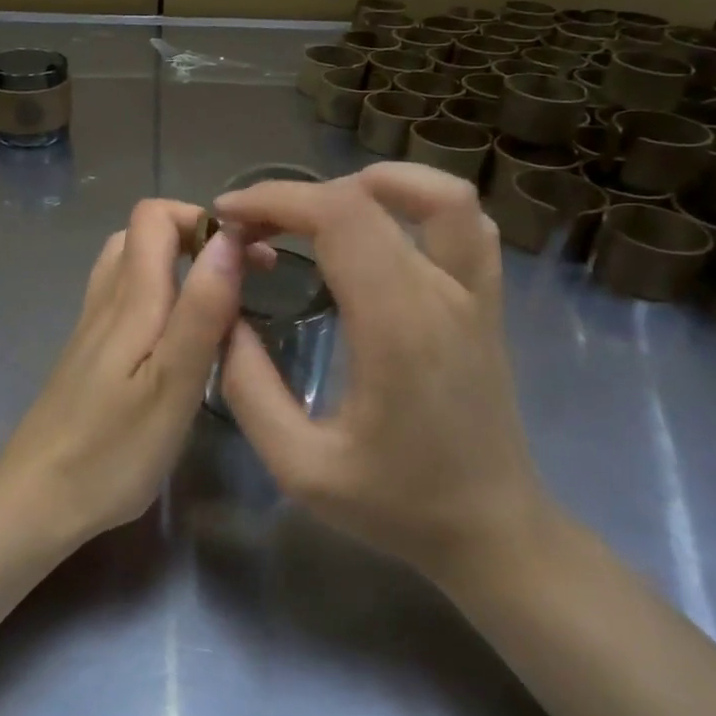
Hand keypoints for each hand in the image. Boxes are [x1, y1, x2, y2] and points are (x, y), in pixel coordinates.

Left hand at [0, 200, 250, 543]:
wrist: (37, 499)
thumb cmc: (113, 450)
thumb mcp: (173, 383)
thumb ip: (202, 309)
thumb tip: (228, 237)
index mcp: (130, 299)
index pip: (154, 216)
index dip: (202, 218)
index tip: (249, 251)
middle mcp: (106, 301)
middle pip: (141, 234)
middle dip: (195, 238)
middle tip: (239, 277)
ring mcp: (92, 328)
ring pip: (129, 266)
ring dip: (175, 265)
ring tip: (215, 301)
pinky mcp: (88, 355)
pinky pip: (123, 300)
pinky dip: (158, 295)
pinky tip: (177, 337)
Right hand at [213, 163, 549, 582]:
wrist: (491, 530)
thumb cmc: (397, 504)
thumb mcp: (300, 466)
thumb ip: (249, 388)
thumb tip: (224, 319)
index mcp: (396, 326)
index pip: (339, 217)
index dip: (276, 200)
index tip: (227, 217)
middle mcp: (442, 295)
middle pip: (371, 198)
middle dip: (298, 196)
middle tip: (252, 224)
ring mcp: (474, 295)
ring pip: (440, 196)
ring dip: (372, 184)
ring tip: (318, 211)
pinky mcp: (485, 304)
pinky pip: (467, 226)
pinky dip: (420, 204)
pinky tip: (381, 228)